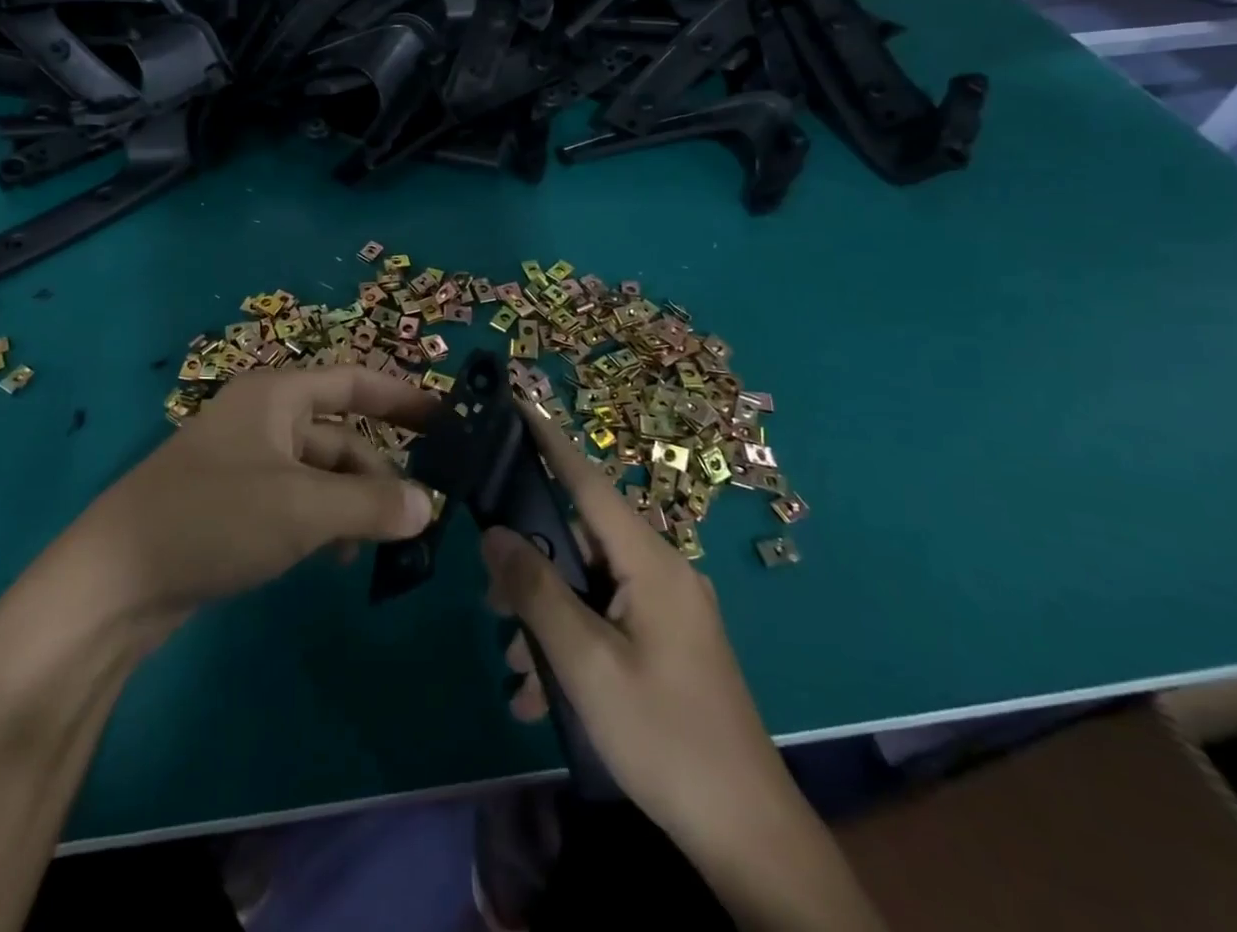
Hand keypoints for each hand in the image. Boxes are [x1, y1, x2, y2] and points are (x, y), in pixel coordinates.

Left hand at [64, 366, 438, 633]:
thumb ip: (372, 505)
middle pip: (339, 435)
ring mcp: (245, 462)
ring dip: (351, 504)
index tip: (446, 421)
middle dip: (377, 472)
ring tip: (374, 546)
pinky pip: (295, 501)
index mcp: (276, 396)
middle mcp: (263, 419)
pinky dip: (321, 522)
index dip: (402, 398)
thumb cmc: (214, 518)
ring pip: (319, 474)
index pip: (354, 381)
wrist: (113, 582)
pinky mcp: (232, 504)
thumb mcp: (303, 509)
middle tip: (416, 515)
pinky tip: (331, 558)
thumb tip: (429, 507)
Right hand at [480, 408, 792, 853]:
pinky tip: (541, 694)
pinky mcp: (667, 640)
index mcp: (651, 561)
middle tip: (490, 598)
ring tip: (516, 668)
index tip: (517, 402)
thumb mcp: (586, 664)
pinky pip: (606, 618)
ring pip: (588, 585)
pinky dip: (572, 643)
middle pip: (581, 539)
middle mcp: (662, 569)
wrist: (747, 835)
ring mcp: (667, 606)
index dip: (550, 440)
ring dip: (547, 618)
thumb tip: (494, 532)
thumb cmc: (664, 737)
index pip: (589, 481)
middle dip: (532, 565)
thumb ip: (537, 591)